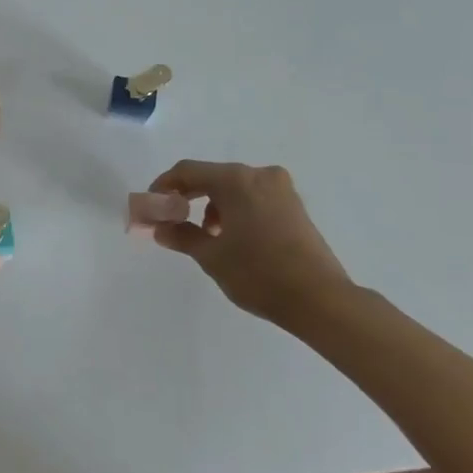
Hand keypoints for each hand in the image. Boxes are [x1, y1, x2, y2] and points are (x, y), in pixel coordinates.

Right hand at [147, 160, 354, 329]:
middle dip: (188, 197)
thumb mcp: (212, 256)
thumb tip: (160, 228)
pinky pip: (254, 198)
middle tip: (172, 220)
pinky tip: (234, 238)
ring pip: (234, 188)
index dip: (164, 186)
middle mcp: (259, 175)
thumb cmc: (259, 274)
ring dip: (213, 206)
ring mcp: (281, 189)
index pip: (187, 172)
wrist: (321, 300)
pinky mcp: (295, 206)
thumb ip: (181, 235)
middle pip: (212, 177)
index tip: (151, 206)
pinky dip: (236, 211)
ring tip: (206, 237)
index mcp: (236, 180)